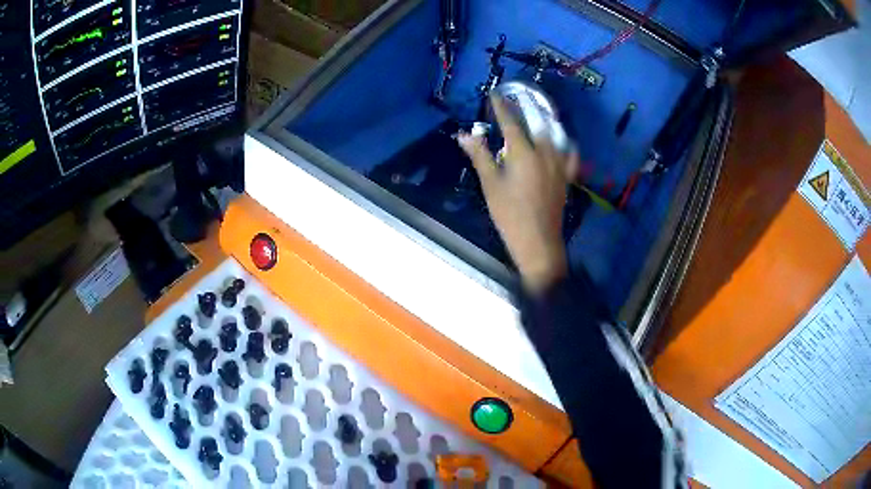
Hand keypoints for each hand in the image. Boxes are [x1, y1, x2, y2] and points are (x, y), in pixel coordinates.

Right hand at [459, 95, 577, 293]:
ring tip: (537, 109)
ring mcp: (559, 163)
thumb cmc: (509, 213)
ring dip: (545, 117)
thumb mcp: (490, 184)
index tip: (495, 94)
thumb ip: (480, 155)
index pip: (510, 121)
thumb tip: (464, 135)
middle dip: (525, 105)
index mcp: (522, 152)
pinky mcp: (566, 175)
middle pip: (536, 120)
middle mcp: (544, 151)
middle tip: (517, 94)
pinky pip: (570, 153)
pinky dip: (566, 143)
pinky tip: (562, 140)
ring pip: (555, 132)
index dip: (501, 106)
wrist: (538, 240)